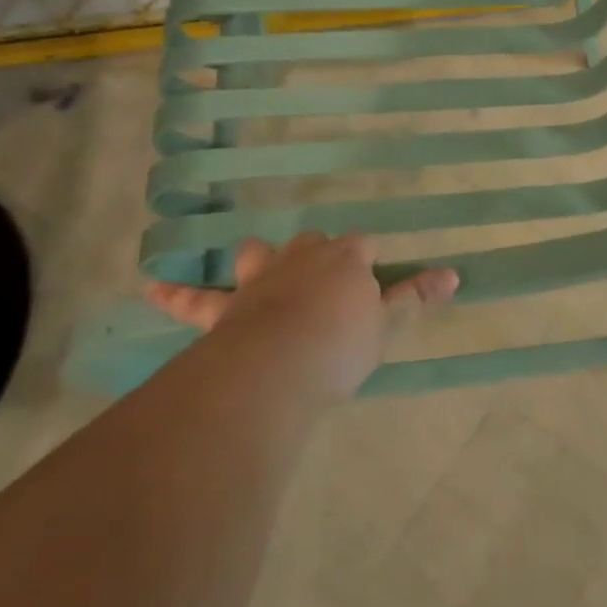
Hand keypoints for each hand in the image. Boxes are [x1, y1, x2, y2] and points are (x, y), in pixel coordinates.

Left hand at [148, 234, 457, 401]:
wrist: (280, 364)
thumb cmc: (341, 344)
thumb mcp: (386, 324)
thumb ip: (416, 297)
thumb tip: (456, 274)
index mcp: (346, 257)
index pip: (363, 247)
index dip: (369, 262)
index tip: (373, 283)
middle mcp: (303, 256)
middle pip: (313, 242)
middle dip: (320, 254)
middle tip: (326, 283)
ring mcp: (261, 278)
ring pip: (259, 254)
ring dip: (261, 258)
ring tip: (262, 266)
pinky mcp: (226, 307)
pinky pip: (195, 299)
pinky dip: (175, 293)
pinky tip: (150, 287)